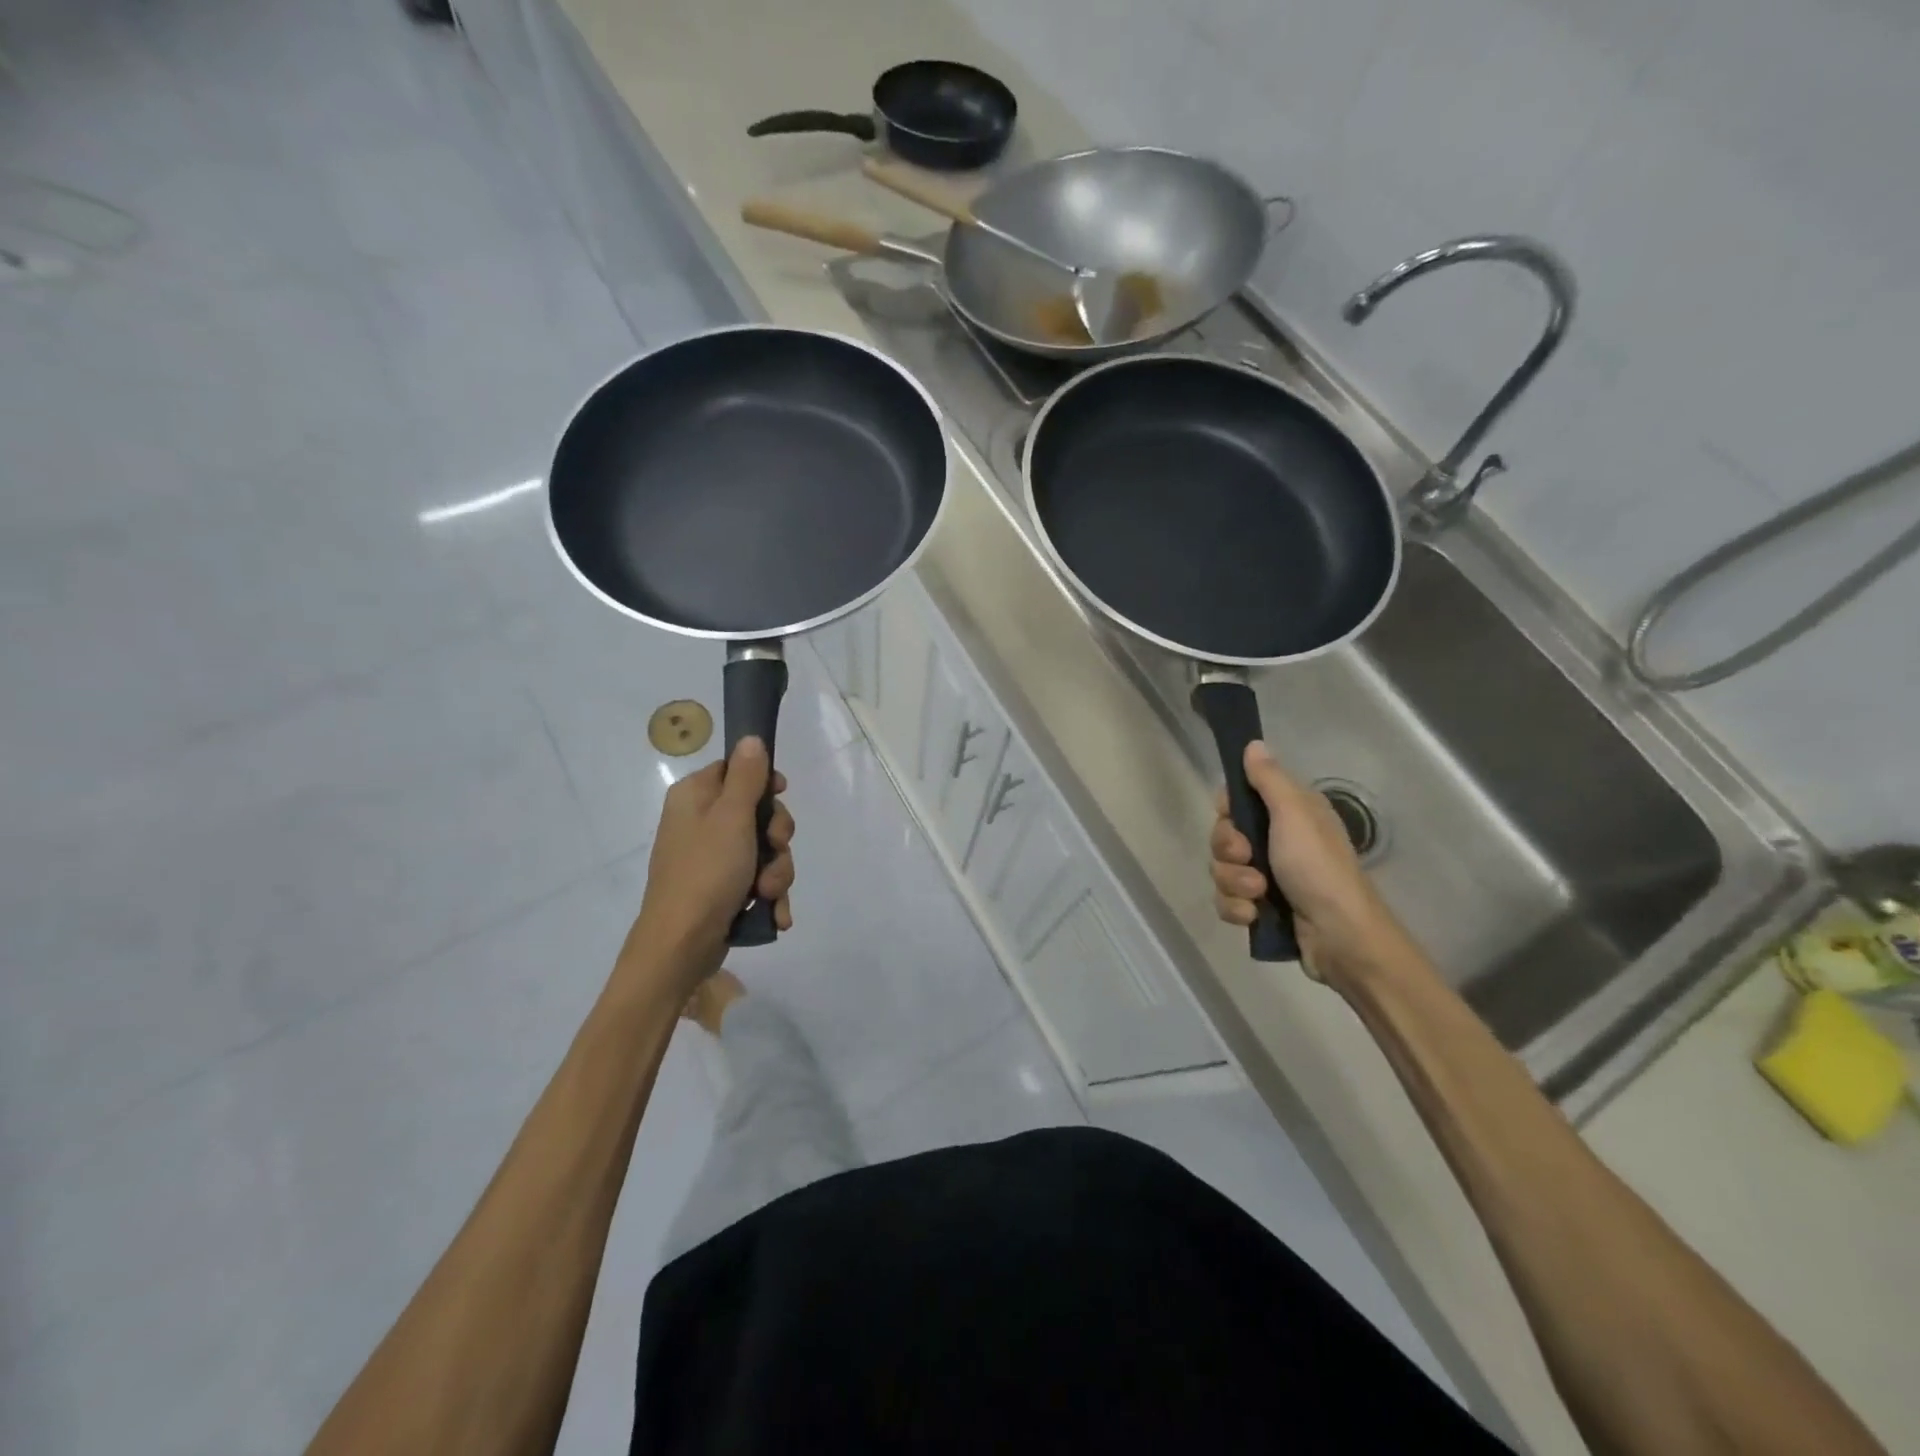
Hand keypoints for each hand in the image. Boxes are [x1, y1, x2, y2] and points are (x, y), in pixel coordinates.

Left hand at [624, 738, 794, 991]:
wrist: (681, 946)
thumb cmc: (706, 872)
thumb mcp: (732, 817)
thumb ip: (747, 776)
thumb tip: (751, 738)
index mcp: (695, 797)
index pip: (735, 770)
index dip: (764, 782)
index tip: (781, 794)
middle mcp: (701, 823)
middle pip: (757, 813)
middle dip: (776, 839)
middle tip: (774, 850)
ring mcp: (711, 859)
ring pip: (764, 851)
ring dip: (776, 872)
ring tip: (768, 895)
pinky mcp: (722, 890)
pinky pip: (758, 881)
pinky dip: (769, 896)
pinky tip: (774, 915)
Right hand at [1209, 740, 1410, 988]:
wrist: (1341, 936)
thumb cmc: (1318, 867)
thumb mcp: (1294, 814)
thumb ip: (1268, 779)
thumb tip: (1253, 743)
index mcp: (1288, 814)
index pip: (1237, 800)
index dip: (1227, 810)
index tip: (1233, 818)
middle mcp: (1276, 841)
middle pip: (1223, 836)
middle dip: (1228, 851)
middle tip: (1249, 859)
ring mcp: (1267, 876)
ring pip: (1221, 870)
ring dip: (1234, 883)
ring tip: (1258, 894)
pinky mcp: (1261, 908)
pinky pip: (1227, 901)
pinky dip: (1237, 908)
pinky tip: (1255, 915)